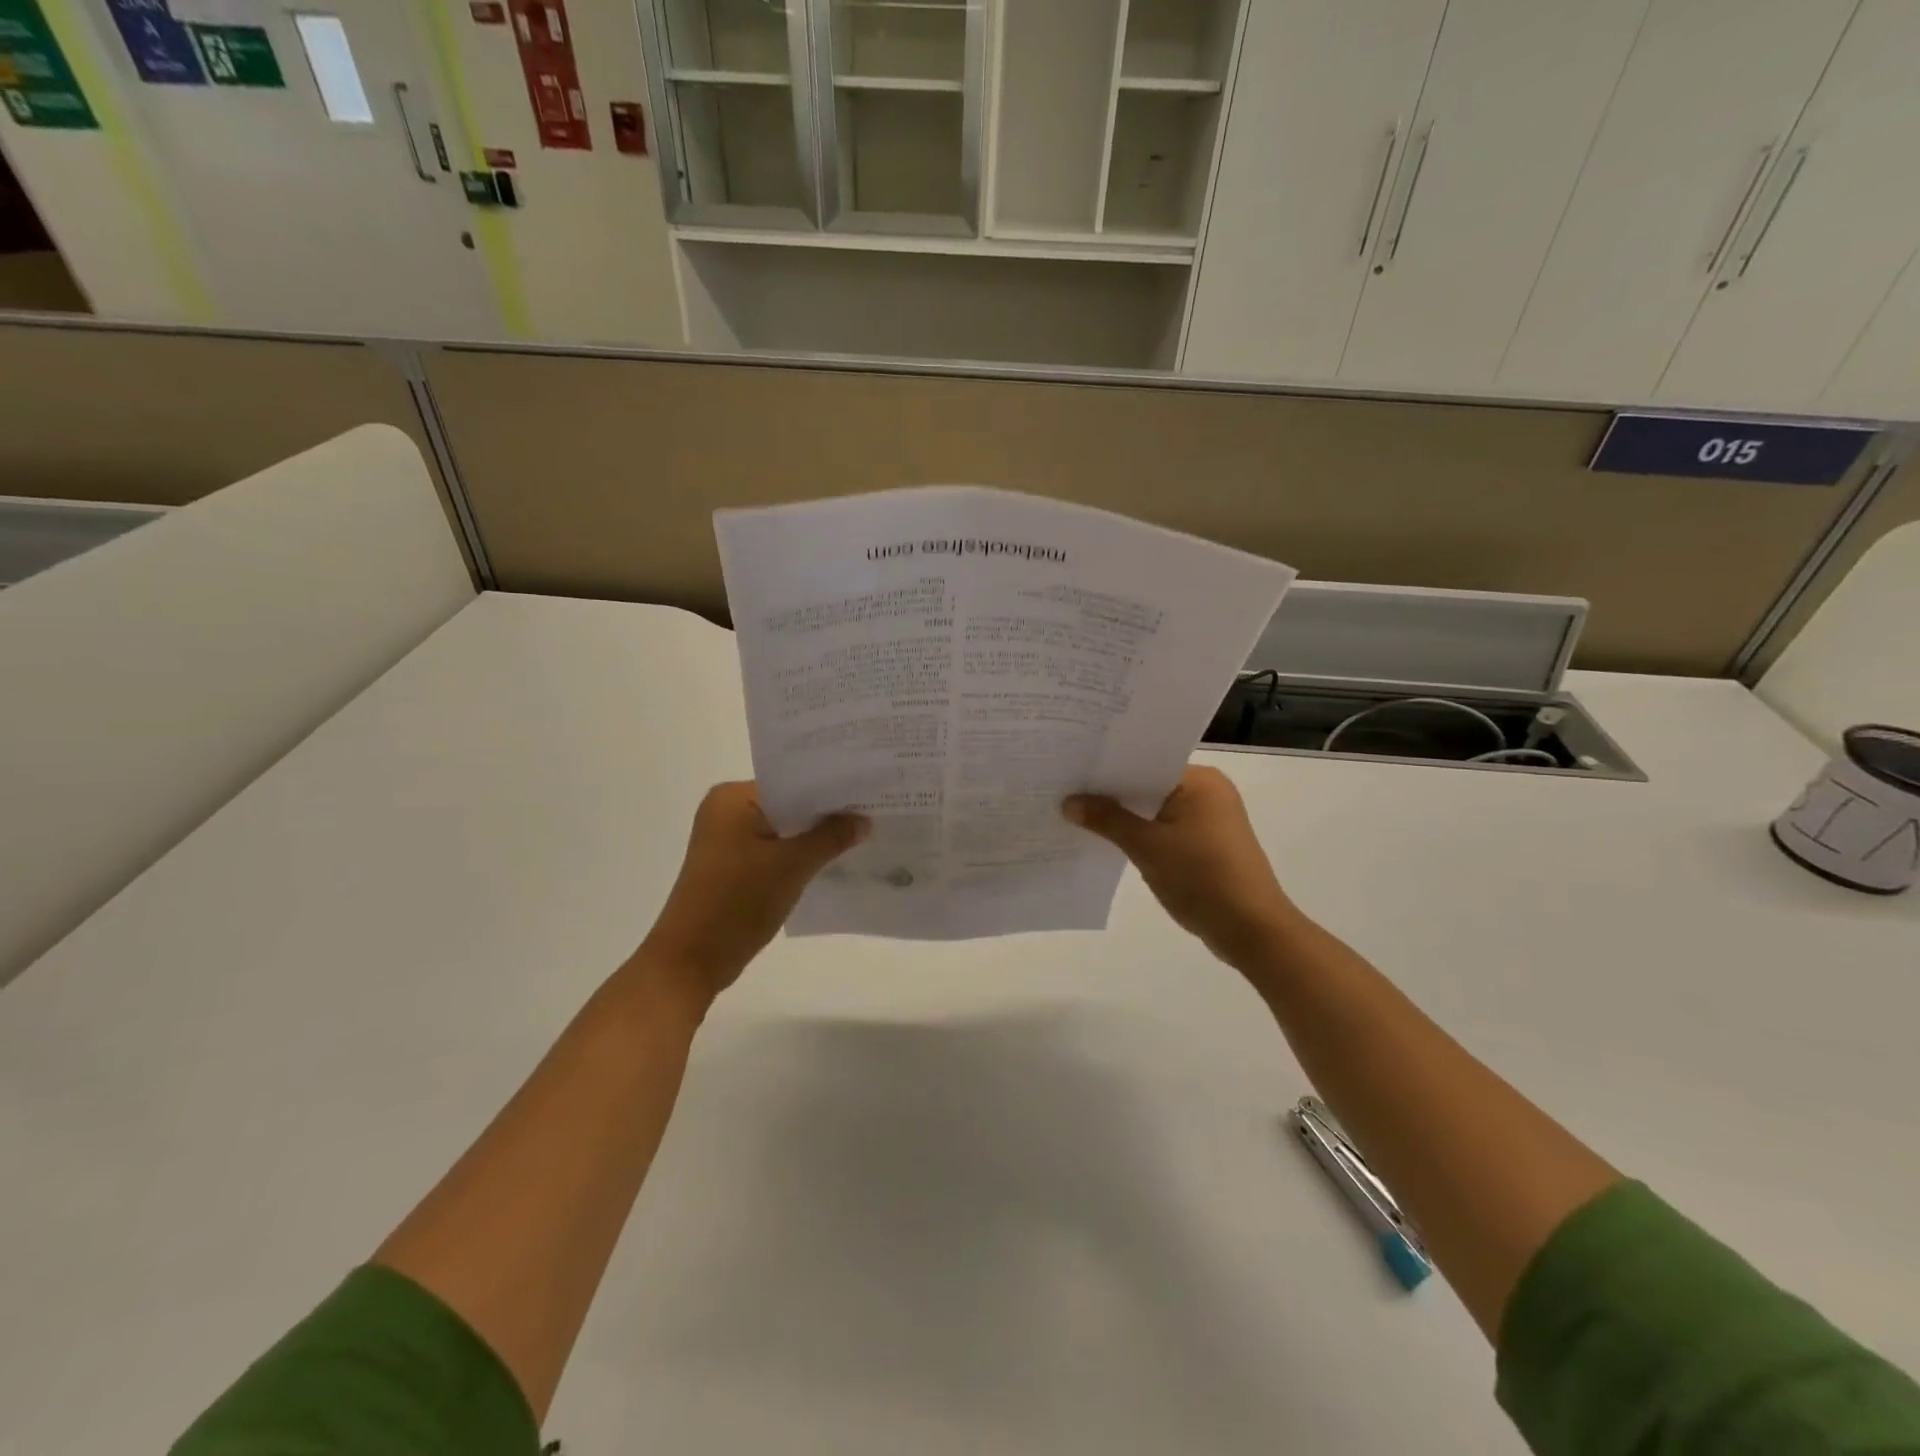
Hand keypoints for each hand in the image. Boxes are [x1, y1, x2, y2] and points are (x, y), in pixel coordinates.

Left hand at [637, 782, 867, 1006]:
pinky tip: (831, 860)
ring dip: (814, 836)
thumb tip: (863, 819)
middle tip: (872, 811)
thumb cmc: (737, 902)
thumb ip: (830, 837)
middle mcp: (726, 810)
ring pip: (783, 829)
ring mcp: (727, 840)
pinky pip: (774, 849)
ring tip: (860, 833)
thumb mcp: (792, 866)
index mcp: (732, 798)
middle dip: (825, 813)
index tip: (868, 791)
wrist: (691, 961)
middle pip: (788, 804)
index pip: (792, 781)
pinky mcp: (732, 866)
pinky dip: (798, 854)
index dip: (830, 788)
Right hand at [1064, 766, 1297, 970]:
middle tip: (1065, 791)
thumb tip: (1068, 802)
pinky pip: (1165, 828)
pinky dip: (1142, 834)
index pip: (1145, 762)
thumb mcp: (1147, 847)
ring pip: (1155, 809)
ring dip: (1125, 816)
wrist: (1252, 930)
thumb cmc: (1202, 878)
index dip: (1107, 767)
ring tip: (1079, 815)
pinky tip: (1110, 841)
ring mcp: (1210, 819)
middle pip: (1148, 784)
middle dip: (1112, 793)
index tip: (1071, 769)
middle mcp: (1208, 791)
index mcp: (1200, 780)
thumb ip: (1107, 820)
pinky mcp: (1207, 844)